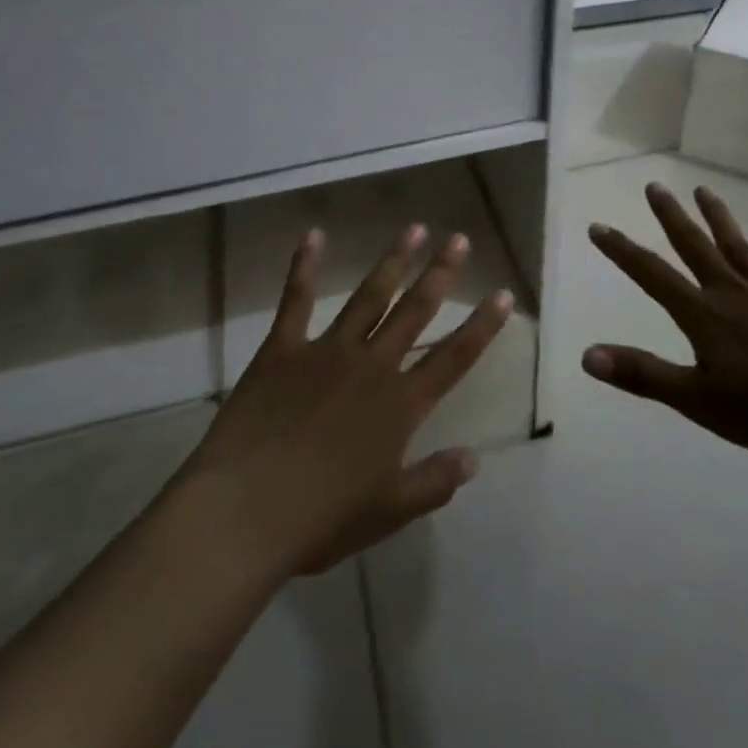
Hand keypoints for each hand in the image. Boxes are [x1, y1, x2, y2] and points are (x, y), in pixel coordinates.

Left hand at [182, 225, 511, 576]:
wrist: (245, 512)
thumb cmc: (321, 520)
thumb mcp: (388, 512)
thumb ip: (434, 482)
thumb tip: (475, 459)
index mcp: (400, 404)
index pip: (454, 357)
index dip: (482, 325)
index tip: (502, 294)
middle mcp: (372, 365)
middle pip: (415, 311)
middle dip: (440, 273)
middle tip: (458, 238)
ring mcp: (327, 351)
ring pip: (370, 296)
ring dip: (393, 260)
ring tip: (414, 228)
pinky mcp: (284, 348)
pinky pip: (297, 299)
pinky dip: (305, 266)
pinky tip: (314, 235)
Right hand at [582, 182, 747, 459]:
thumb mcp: (697, 401)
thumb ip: (643, 375)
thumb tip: (587, 355)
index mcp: (703, 315)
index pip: (652, 276)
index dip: (622, 252)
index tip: (599, 226)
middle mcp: (731, 292)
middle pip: (695, 247)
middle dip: (671, 217)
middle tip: (654, 186)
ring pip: (737, 246)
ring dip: (717, 217)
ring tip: (703, 190)